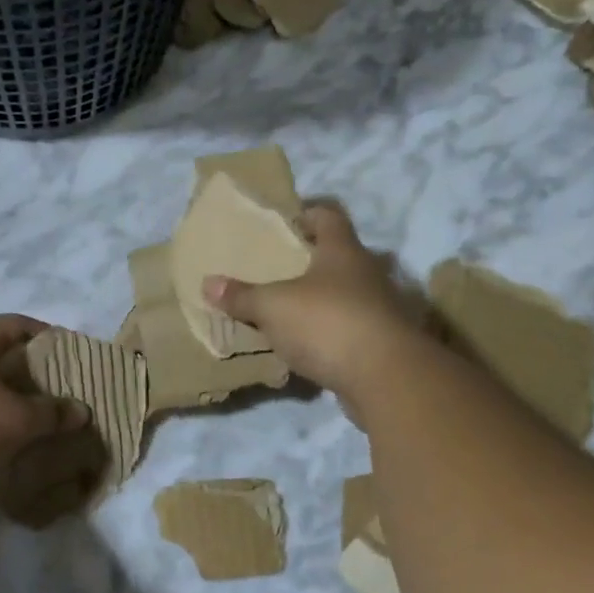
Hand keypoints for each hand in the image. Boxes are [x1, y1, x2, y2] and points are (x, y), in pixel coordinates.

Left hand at [0, 316, 87, 494]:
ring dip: (7, 400)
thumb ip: (51, 412)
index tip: (75, 359)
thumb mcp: (15, 419)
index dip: (50, 338)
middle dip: (31, 375)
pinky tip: (3, 442)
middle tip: (61, 394)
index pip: (17, 325)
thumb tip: (81, 410)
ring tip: (37, 420)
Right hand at [205, 204, 432, 419]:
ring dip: (319, 299)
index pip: (328, 216)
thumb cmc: (327, 323)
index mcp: (343, 251)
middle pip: (337, 255)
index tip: (284, 222)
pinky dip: (328, 331)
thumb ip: (242, 296)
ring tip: (286, 309)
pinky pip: (348, 327)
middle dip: (309, 260)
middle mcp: (366, 273)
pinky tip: (306, 344)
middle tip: (276, 268)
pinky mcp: (381, 342)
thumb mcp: (273, 307)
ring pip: (345, 293)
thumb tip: (207, 283)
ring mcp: (378, 308)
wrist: (386, 378)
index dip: (307, 214)